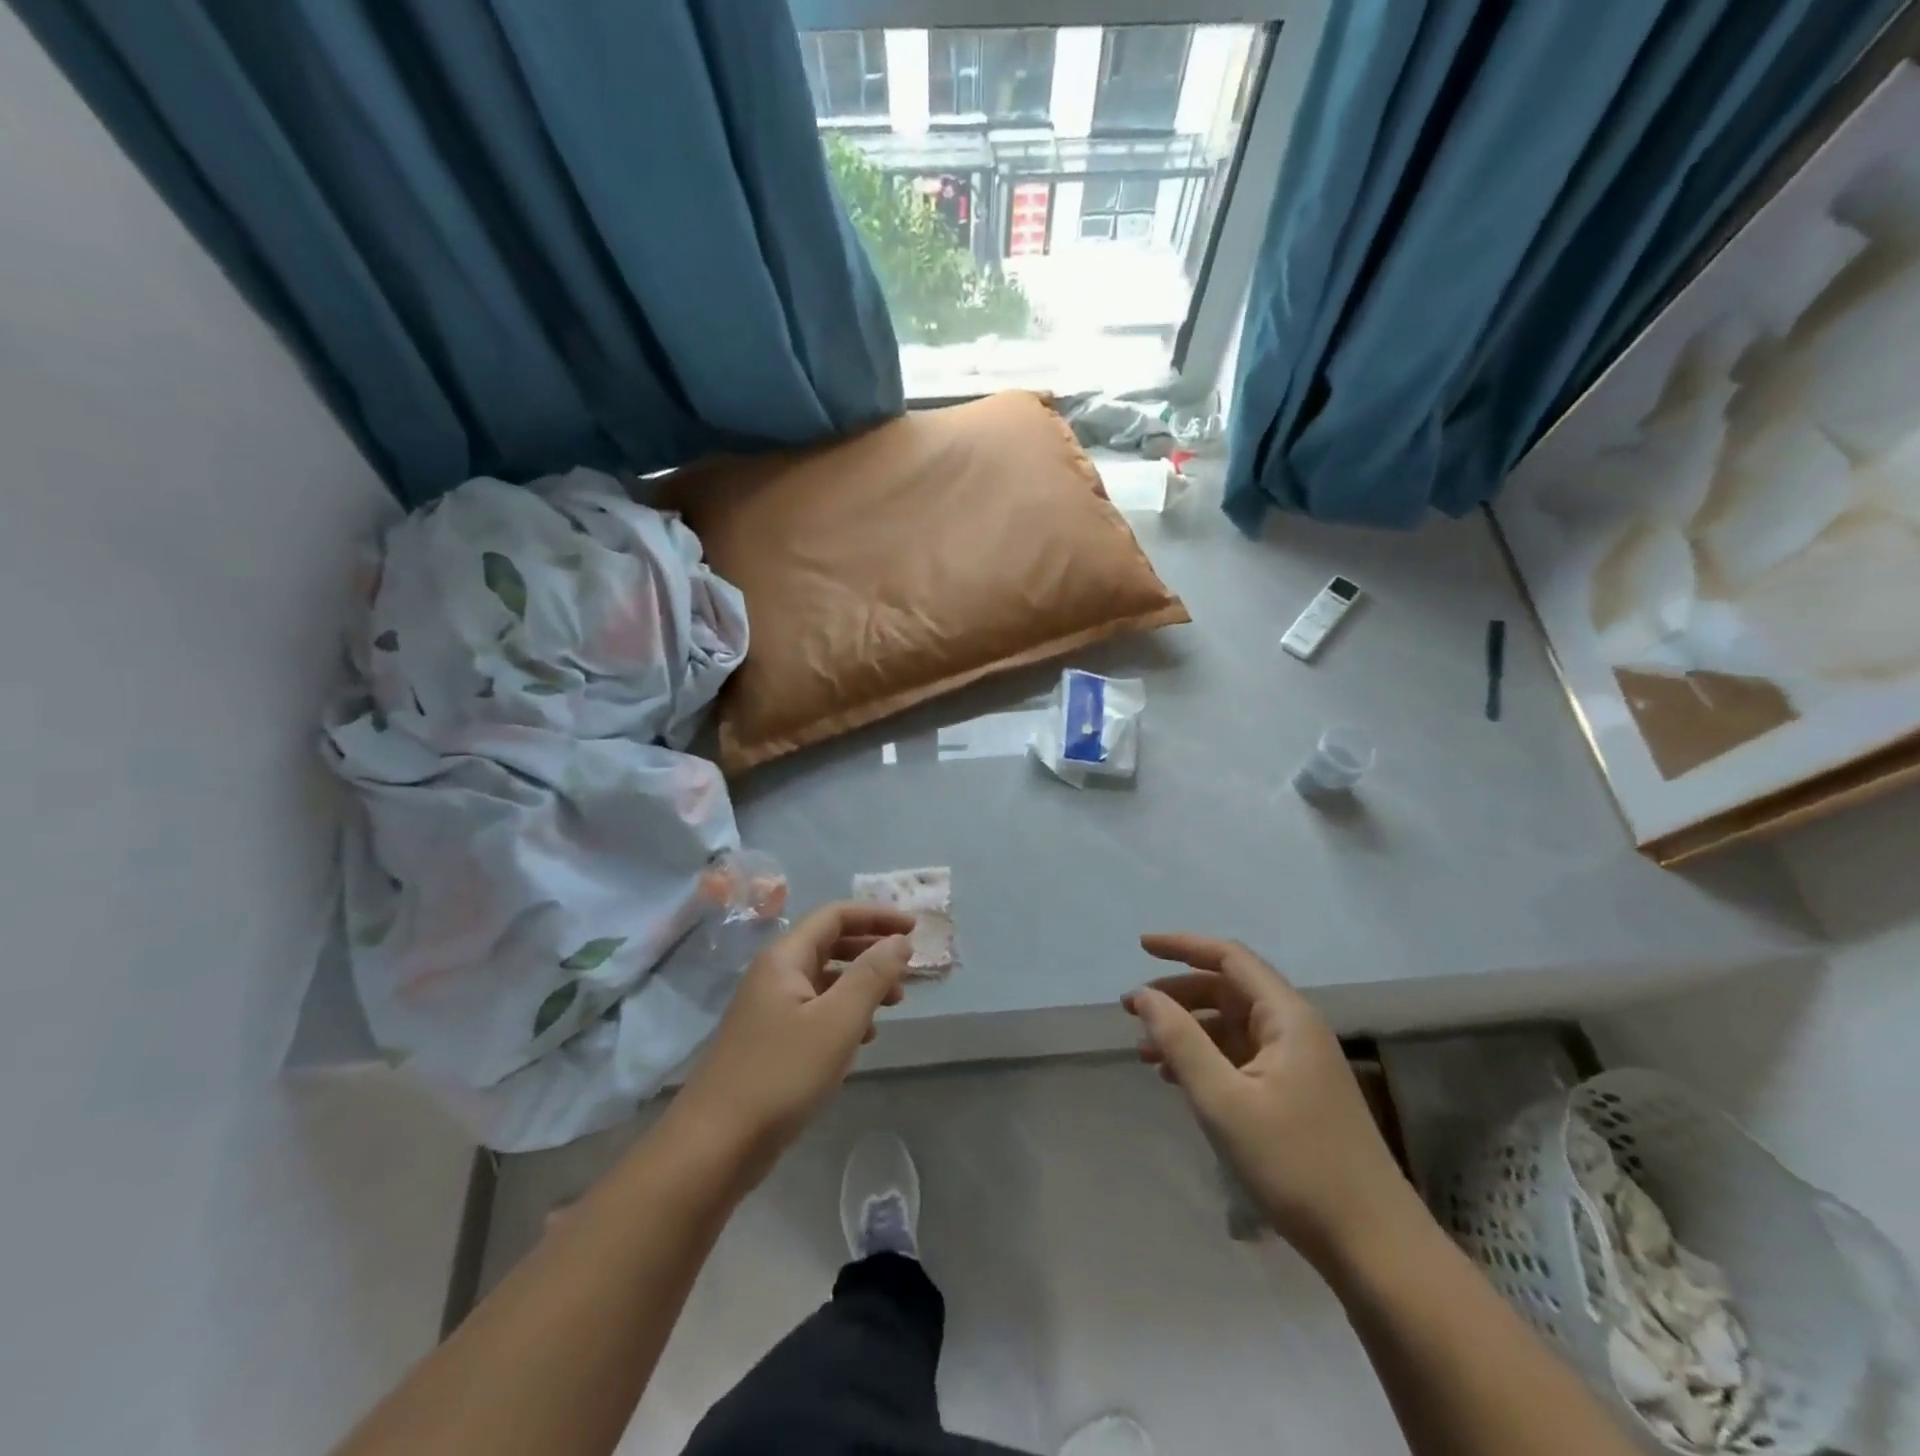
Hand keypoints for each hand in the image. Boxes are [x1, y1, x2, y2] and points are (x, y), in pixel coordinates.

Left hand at [669, 902, 914, 1184]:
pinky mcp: (770, 1042)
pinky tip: (863, 1038)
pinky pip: (815, 1011)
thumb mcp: (837, 1021)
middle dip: (872, 950)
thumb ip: (872, 975)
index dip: (877, 917)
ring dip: (862, 983)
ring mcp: (768, 1009)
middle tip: (908, 967)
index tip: (915, 930)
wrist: (714, 1146)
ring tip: (894, 1003)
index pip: (836, 916)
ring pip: (825, 980)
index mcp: (785, 958)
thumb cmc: (781, 1074)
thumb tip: (899, 940)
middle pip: (830, 944)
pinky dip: (844, 1013)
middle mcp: (774, 975)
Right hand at [1124, 933, 1422, 1268]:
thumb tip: (1145, 995)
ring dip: (1188, 1029)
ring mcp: (1299, 1063)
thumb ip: (1180, 1040)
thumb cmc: (1295, 1164)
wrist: (1374, 1247)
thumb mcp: (1224, 1100)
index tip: (1141, 947)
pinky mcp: (1297, 1095)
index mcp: (1287, 1017)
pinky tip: (1178, 1078)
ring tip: (1144, 1049)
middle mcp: (1295, 1029)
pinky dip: (1207, 1058)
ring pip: (1233, 1026)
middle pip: (1229, 990)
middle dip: (1178, 993)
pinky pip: (1243, 1057)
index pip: (1229, 958)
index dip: (1183, 946)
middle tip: (1131, 1009)